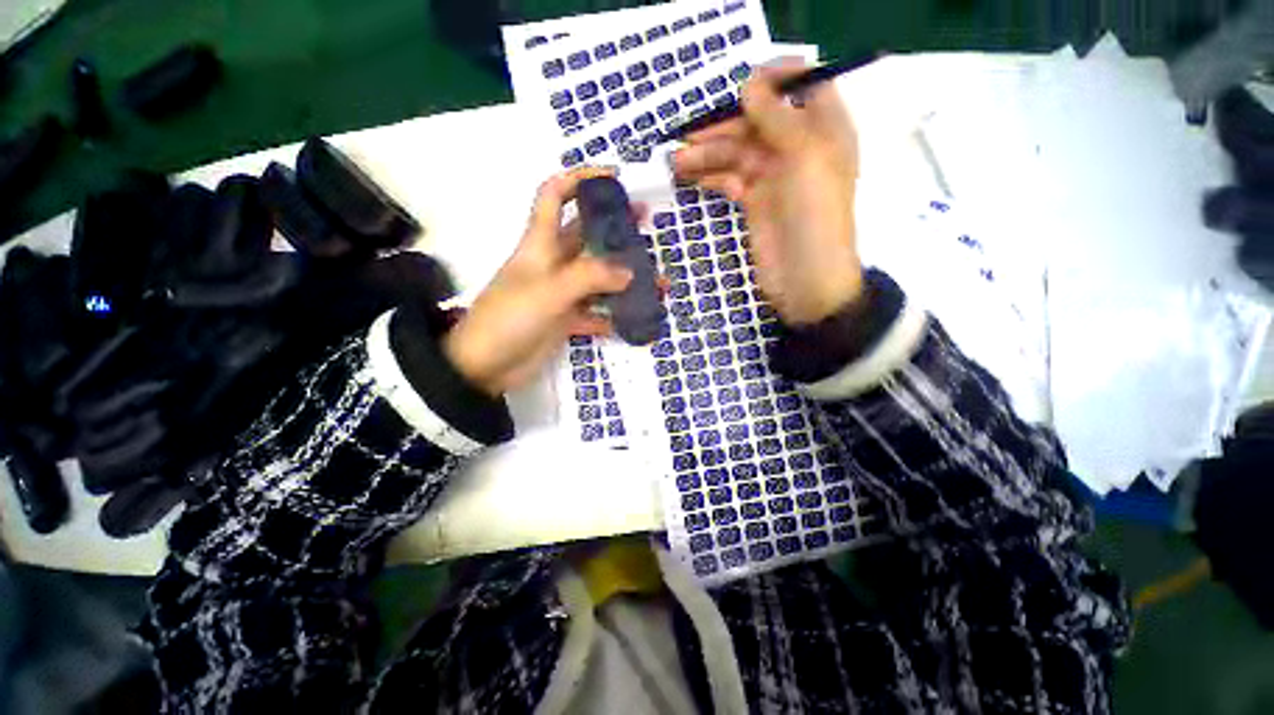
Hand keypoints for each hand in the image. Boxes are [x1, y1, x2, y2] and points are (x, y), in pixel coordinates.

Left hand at [444, 167, 634, 395]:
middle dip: (614, 227)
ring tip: (655, 280)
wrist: (484, 366)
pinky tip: (634, 319)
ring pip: (596, 277)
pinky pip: (595, 312)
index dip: (580, 178)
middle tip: (647, 225)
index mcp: (540, 243)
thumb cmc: (510, 318)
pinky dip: (613, 315)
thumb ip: (590, 277)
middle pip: (585, 235)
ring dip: (623, 278)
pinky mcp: (564, 320)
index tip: (613, 177)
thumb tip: (629, 272)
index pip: (555, 195)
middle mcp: (552, 263)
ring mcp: (560, 293)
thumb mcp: (549, 291)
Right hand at [673, 59, 862, 325]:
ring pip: (738, 152)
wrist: (806, 280)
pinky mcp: (755, 203)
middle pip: (758, 121)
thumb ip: (778, 118)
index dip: (773, 78)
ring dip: (709, 153)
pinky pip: (731, 179)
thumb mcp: (805, 158)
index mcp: (823, 129)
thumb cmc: (814, 216)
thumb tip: (749, 84)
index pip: (802, 85)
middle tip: (688, 136)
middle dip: (724, 124)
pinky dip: (711, 176)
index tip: (740, 86)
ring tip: (677, 162)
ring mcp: (775, 178)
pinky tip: (689, 176)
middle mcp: (798, 148)